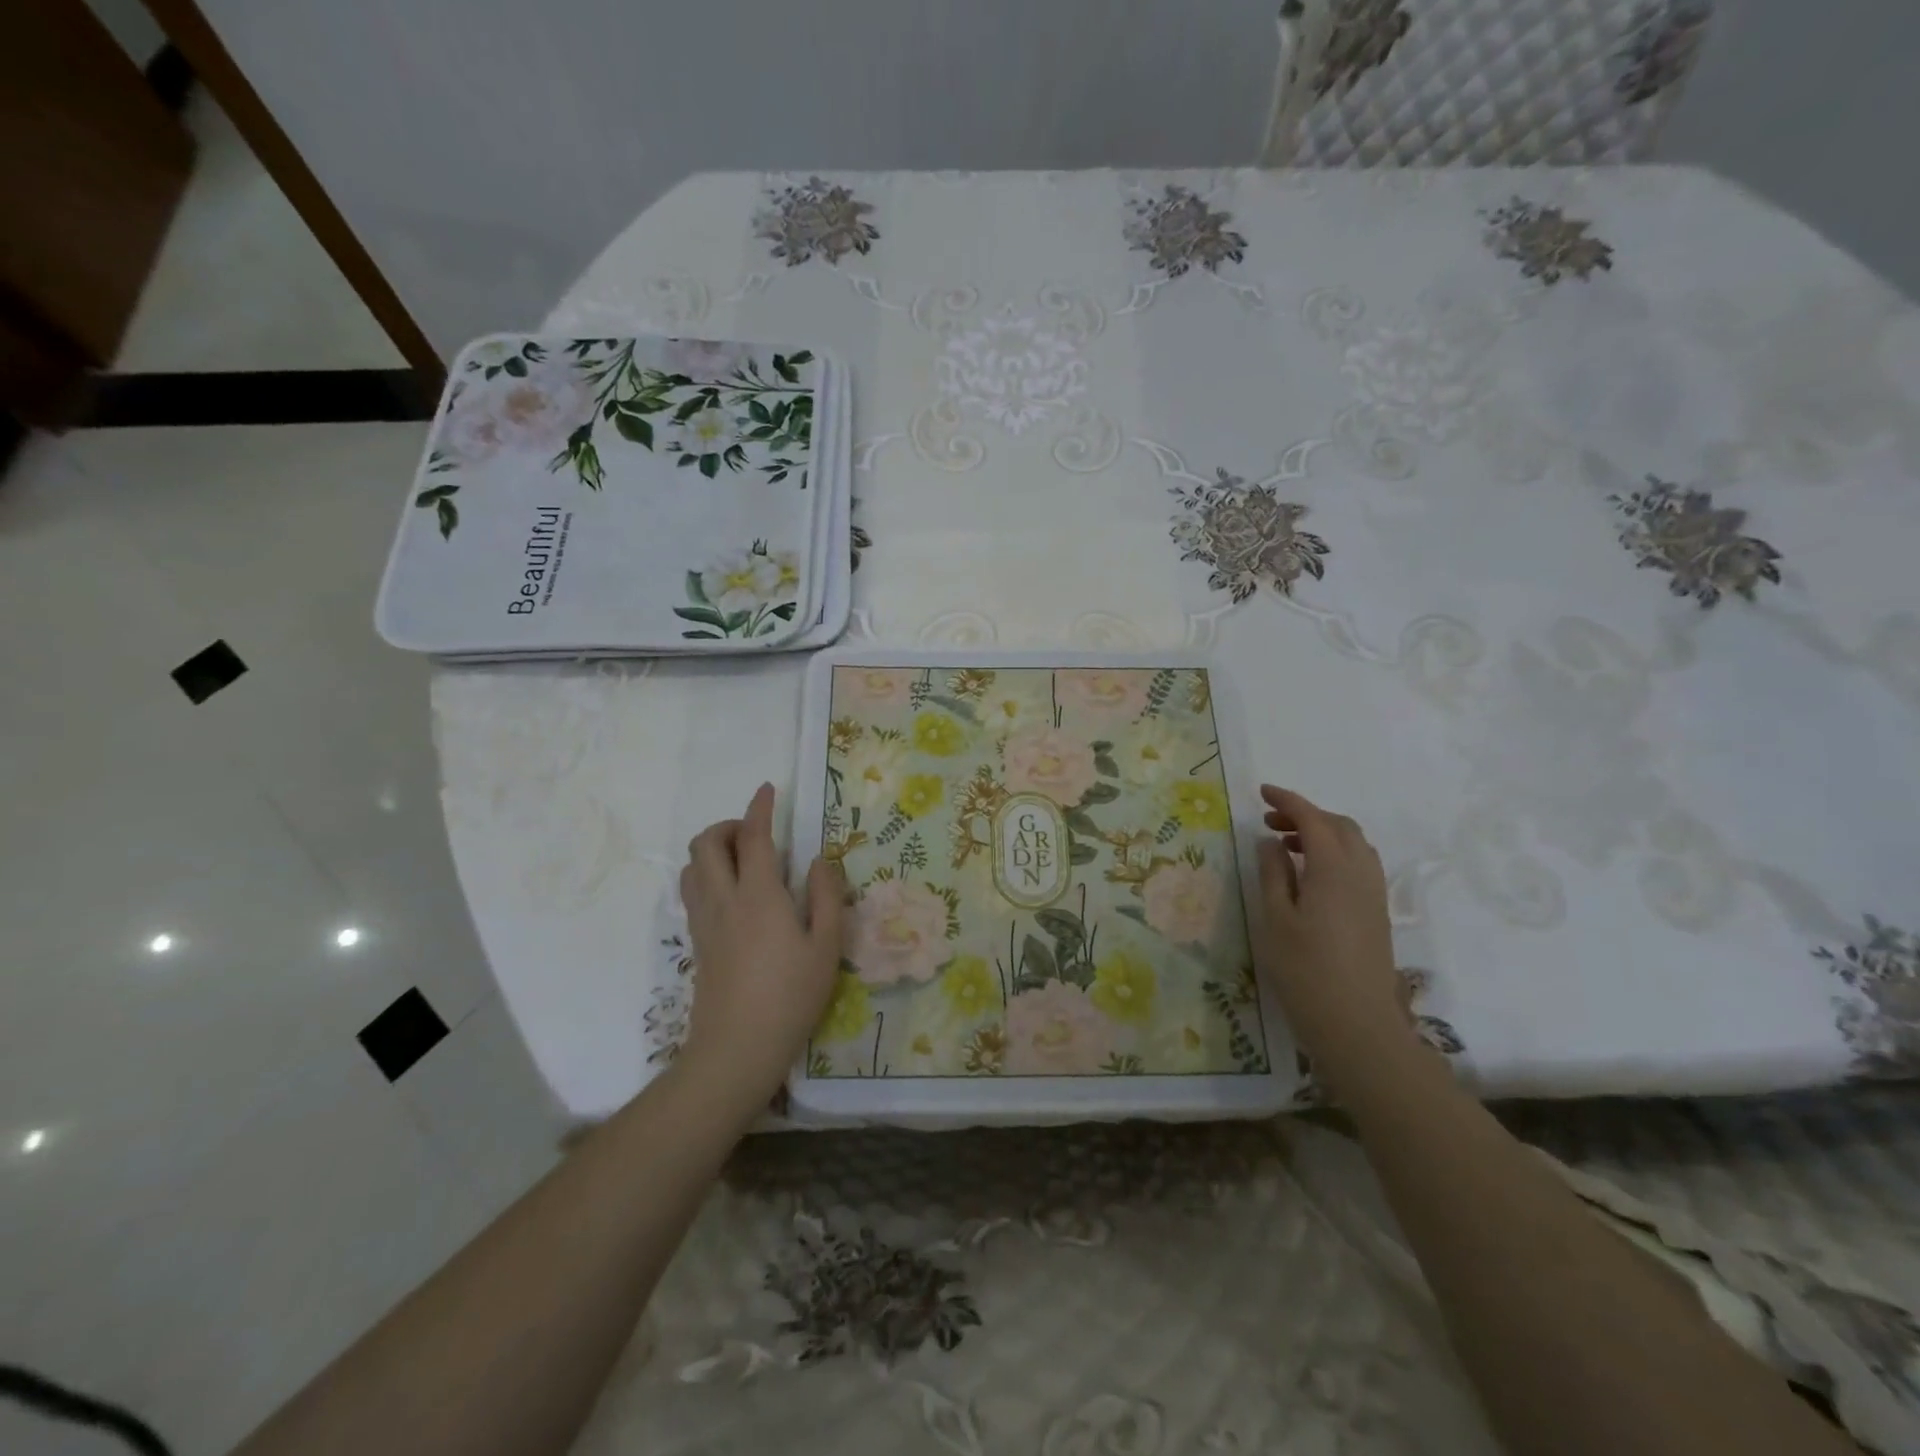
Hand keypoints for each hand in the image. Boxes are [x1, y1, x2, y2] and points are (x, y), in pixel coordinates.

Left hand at [677, 783, 844, 1118]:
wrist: (736, 1049)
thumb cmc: (790, 996)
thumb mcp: (825, 946)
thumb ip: (826, 896)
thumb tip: (821, 860)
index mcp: (759, 895)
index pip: (752, 837)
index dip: (759, 807)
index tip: (768, 789)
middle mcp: (724, 899)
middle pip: (706, 843)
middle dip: (727, 826)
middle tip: (756, 834)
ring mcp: (704, 921)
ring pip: (691, 866)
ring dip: (712, 850)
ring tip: (743, 861)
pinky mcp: (696, 942)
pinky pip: (692, 891)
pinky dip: (706, 874)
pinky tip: (734, 895)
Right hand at [1255, 785, 1415, 1086]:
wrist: (1358, 1025)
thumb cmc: (1305, 970)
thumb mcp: (1275, 919)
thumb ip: (1273, 873)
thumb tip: (1271, 841)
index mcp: (1333, 868)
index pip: (1312, 819)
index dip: (1287, 801)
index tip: (1261, 793)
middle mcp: (1361, 872)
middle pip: (1339, 826)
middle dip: (1305, 815)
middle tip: (1269, 822)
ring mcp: (1374, 893)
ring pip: (1354, 844)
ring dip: (1323, 833)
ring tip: (1288, 846)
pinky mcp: (1377, 912)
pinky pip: (1360, 864)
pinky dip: (1335, 853)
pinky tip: (1311, 874)